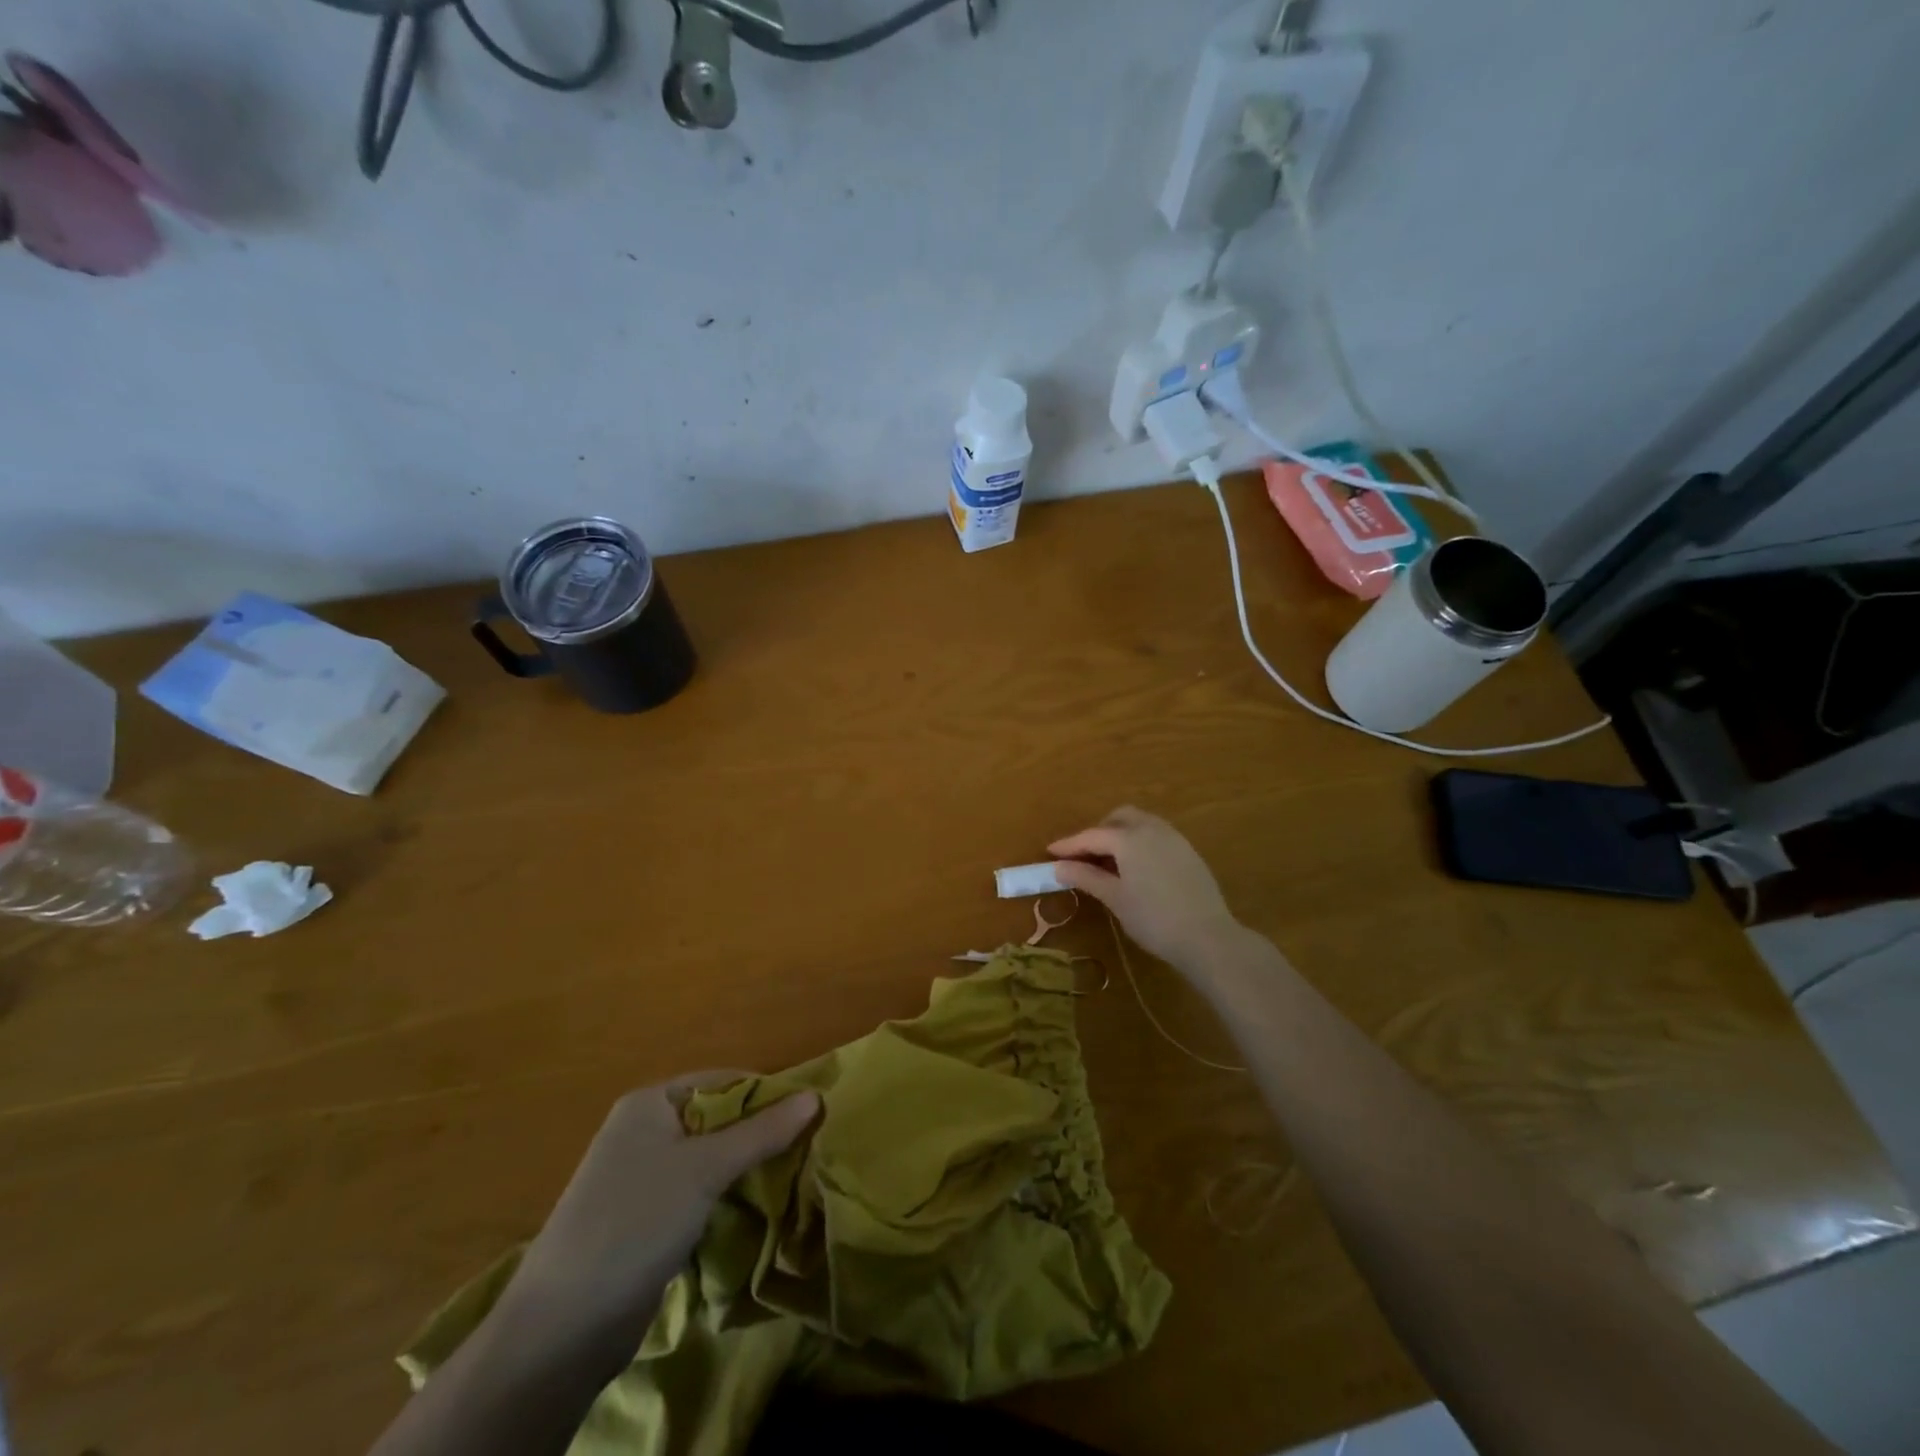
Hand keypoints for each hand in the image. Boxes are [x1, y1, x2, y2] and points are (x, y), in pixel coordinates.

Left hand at [497, 1073, 817, 1370]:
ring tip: (791, 1178)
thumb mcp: (705, 1170)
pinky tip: (756, 1210)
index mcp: (650, 1103)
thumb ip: (761, 1132)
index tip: (810, 1115)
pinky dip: (726, 1197)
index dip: (766, 1094)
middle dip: (759, 1133)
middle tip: (806, 1150)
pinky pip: (697, 1192)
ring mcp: (642, 1176)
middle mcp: (645, 1131)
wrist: (561, 1328)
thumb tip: (814, 1097)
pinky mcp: (645, 1218)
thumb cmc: (635, 1222)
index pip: (723, 1081)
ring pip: (710, 1159)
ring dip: (746, 1168)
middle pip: (718, 1119)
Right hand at [1049, 806, 1245, 972]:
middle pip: (1119, 818)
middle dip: (1099, 831)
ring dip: (1121, 834)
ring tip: (1109, 862)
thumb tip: (1058, 867)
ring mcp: (1174, 838)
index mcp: (1130, 838)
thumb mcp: (1115, 898)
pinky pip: (1157, 835)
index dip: (1069, 844)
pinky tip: (1136, 868)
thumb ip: (1086, 877)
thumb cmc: (1153, 919)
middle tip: (1084, 856)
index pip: (1092, 835)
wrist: (1208, 937)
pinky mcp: (1189, 852)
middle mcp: (1152, 829)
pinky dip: (1139, 843)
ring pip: (1141, 823)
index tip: (1050, 852)